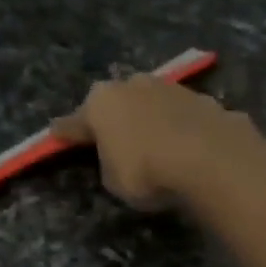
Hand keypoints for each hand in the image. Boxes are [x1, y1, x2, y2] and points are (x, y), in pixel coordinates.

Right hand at [52, 75, 263, 210]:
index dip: (66, 132)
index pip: (75, 122)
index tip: (56, 133)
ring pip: (153, 103)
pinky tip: (188, 147)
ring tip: (157, 144)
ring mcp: (171, 88)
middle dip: (115, 118)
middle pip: (117, 102)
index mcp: (101, 103)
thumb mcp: (114, 181)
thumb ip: (110, 163)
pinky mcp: (204, 100)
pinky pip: (184, 117)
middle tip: (115, 139)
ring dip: (151, 119)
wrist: (209, 159)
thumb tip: (117, 153)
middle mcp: (133, 85)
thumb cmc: (146, 172)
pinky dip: (182, 129)